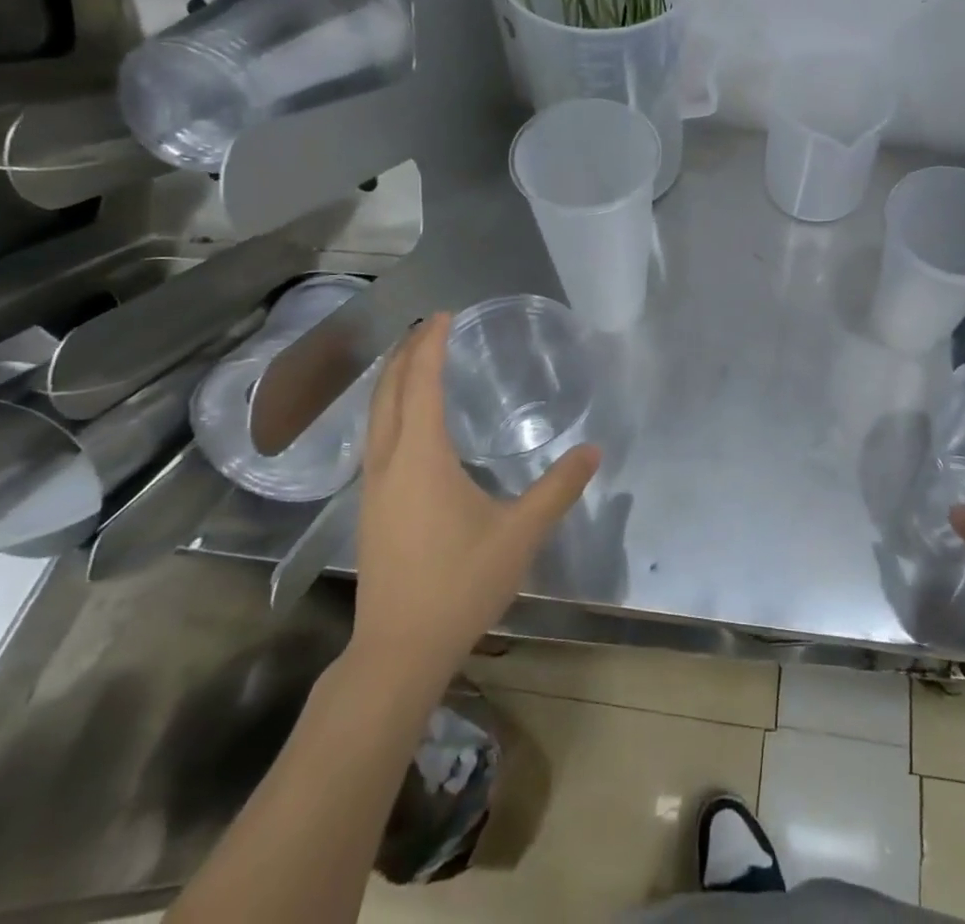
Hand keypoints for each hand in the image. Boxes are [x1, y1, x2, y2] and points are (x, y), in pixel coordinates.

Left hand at [346, 312, 599, 685]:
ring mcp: (372, 486)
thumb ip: (558, 488)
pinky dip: (390, 408)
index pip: (422, 383)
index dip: (432, 344)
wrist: (397, 652)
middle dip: (407, 352)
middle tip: (431, 325)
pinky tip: (407, 422)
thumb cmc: (459, 585)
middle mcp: (388, 462)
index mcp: (420, 457)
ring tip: (416, 359)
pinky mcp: (370, 507)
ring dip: (394, 379)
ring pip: (376, 415)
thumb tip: (593, 450)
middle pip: (389, 391)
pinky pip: (375, 436)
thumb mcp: (520, 534)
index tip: (445, 314)